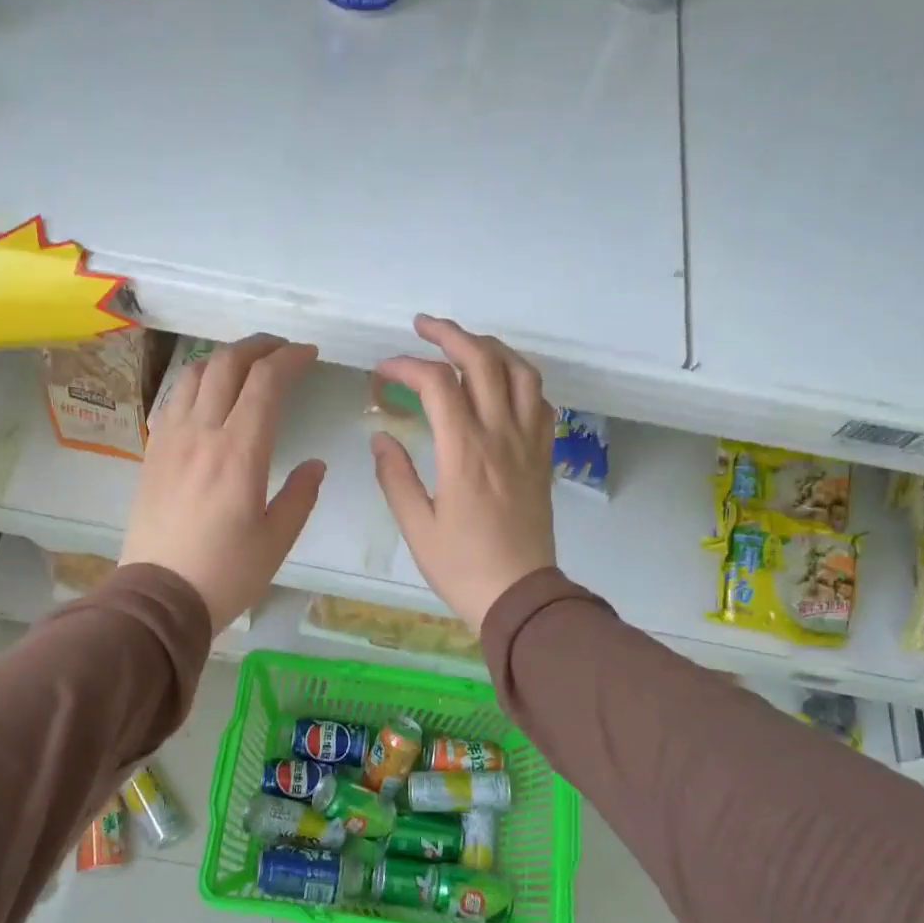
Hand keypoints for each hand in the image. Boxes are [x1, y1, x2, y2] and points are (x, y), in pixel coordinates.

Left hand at [120, 335, 325, 632]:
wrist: (158, 597)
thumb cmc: (226, 573)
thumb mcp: (277, 540)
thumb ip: (300, 495)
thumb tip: (315, 464)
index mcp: (240, 453)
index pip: (265, 383)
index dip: (290, 359)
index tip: (309, 355)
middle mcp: (202, 434)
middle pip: (227, 364)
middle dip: (259, 346)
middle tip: (282, 349)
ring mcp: (170, 440)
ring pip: (195, 375)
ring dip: (224, 358)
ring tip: (246, 364)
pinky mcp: (151, 453)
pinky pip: (173, 400)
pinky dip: (196, 382)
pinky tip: (207, 394)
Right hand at [371, 316, 555, 630]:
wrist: (520, 596)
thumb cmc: (462, 566)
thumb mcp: (416, 526)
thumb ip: (394, 476)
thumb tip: (381, 437)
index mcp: (464, 450)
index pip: (437, 384)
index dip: (406, 366)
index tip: (382, 371)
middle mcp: (501, 435)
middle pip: (483, 361)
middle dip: (450, 334)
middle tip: (423, 326)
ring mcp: (528, 442)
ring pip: (520, 372)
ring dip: (491, 348)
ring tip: (465, 345)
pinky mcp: (543, 456)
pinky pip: (541, 401)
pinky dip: (521, 379)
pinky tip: (503, 383)